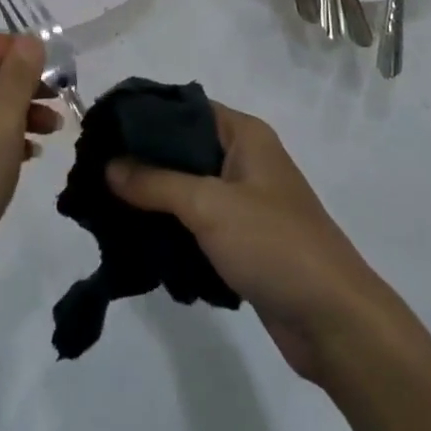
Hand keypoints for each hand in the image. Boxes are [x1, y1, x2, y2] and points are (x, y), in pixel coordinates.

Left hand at [0, 34, 60, 322]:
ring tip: (53, 130)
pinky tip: (29, 155)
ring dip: (17, 111)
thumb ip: (18, 76)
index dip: (16, 50)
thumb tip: (29, 39)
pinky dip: (0, 137)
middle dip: (22, 82)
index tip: (51, 71)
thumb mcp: (1, 124)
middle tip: (59, 99)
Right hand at [107, 103, 396, 384]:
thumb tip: (108, 165)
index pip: (184, 108)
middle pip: (182, 149)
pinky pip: (196, 224)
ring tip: (105, 206)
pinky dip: (171, 229)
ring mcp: (244, 203)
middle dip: (142, 161)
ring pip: (186, 189)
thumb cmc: (274, 244)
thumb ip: (155, 182)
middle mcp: (244, 160)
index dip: (144, 115)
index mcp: (244, 134)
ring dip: (153, 199)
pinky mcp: (242, 242)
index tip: (101, 129)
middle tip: (95, 172)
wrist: (335, 322)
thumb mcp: (209, 205)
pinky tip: (136, 240)